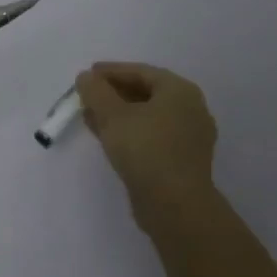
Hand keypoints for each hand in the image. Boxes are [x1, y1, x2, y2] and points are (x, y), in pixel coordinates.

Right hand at [75, 62, 218, 217]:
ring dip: (118, 114)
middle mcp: (190, 109)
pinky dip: (129, 132)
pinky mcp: (181, 160)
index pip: (141, 72)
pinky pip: (151, 136)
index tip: (86, 75)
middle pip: (146, 93)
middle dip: (113, 94)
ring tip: (90, 116)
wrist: (175, 205)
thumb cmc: (146, 150)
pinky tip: (106, 137)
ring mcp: (188, 137)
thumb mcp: (113, 116)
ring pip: (147, 117)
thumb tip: (85, 77)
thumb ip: (96, 92)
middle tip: (87, 95)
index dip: (111, 71)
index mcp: (180, 91)